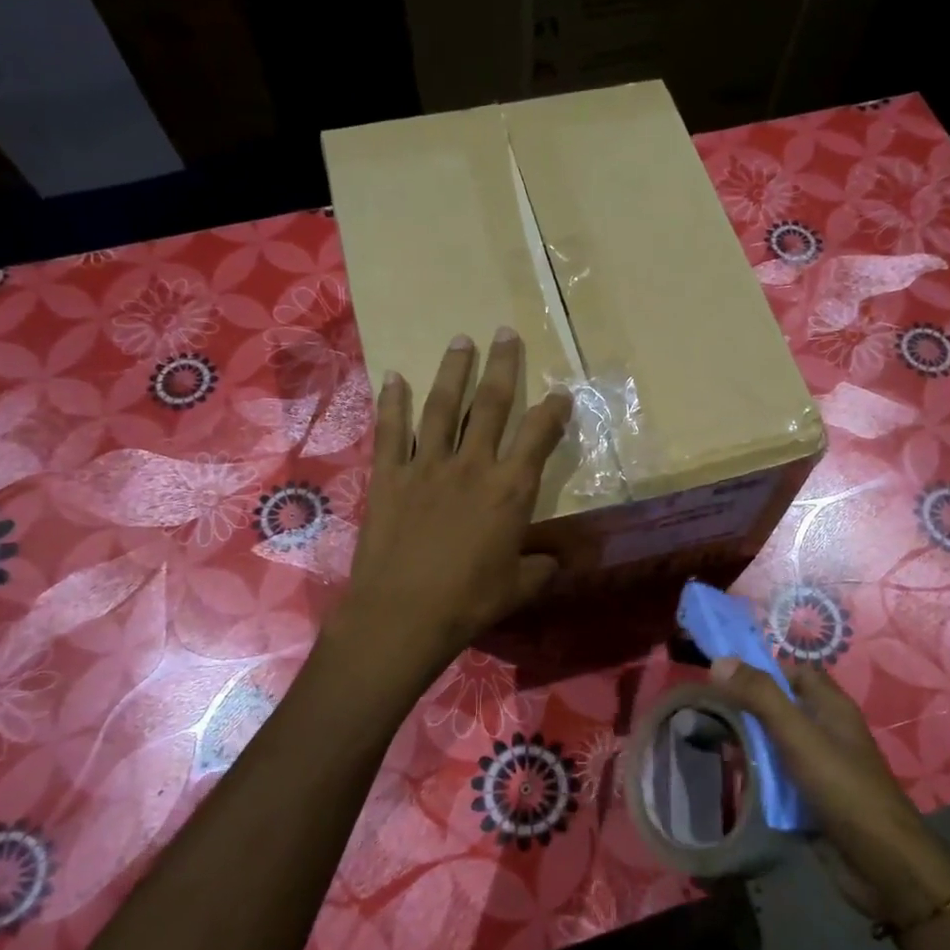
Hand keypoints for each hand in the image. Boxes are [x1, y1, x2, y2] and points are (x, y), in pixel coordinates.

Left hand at [333, 329, 572, 681]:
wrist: (403, 615)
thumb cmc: (469, 603)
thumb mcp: (519, 588)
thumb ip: (540, 567)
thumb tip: (554, 561)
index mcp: (510, 490)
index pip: (539, 436)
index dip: (553, 410)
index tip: (561, 392)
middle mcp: (472, 466)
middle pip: (491, 405)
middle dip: (502, 366)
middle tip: (505, 333)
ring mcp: (427, 466)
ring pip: (443, 407)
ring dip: (453, 371)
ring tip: (461, 341)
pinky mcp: (389, 476)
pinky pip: (391, 431)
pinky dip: (393, 403)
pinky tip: (394, 377)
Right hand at [706, 657, 949, 926]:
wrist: (882, 865)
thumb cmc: (843, 789)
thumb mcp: (798, 736)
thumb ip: (761, 697)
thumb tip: (720, 661)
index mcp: (831, 707)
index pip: (795, 672)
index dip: (762, 670)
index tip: (722, 677)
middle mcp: (826, 731)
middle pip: (781, 707)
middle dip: (747, 707)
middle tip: (706, 709)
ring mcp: (819, 767)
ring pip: (776, 743)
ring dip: (747, 741)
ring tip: (706, 738)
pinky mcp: (811, 798)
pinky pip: (778, 776)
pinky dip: (756, 774)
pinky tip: (729, 775)